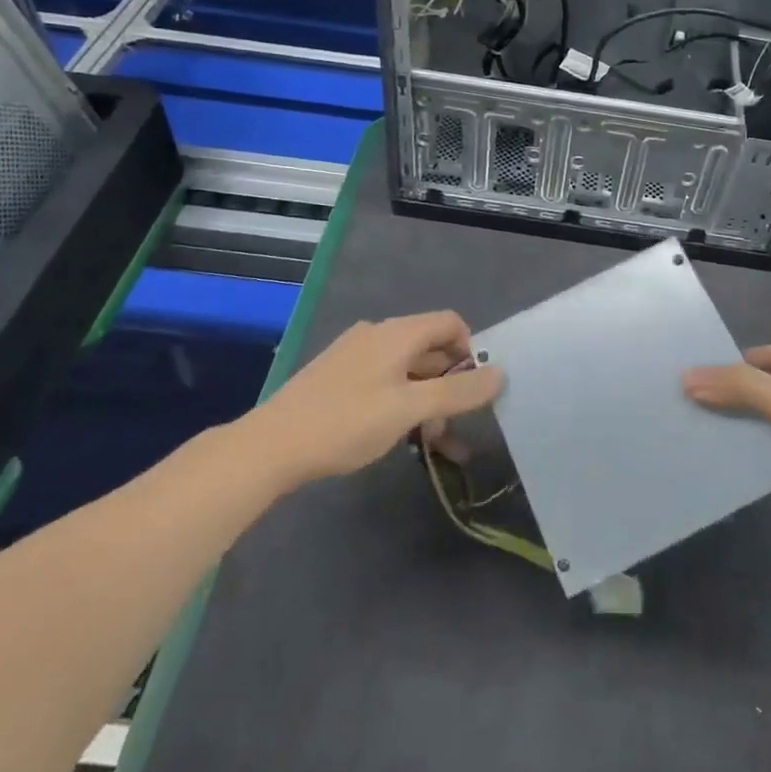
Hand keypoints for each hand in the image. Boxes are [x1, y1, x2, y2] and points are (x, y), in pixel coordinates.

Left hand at [242, 312, 503, 488]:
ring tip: (438, 448)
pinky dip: (403, 407)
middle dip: (451, 387)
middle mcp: (379, 335)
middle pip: (431, 350)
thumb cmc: (347, 422)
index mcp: (398, 333)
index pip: (451, 323)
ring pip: (408, 373)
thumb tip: (500, 373)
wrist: (270, 446)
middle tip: (459, 428)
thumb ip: (458, 392)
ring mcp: (355, 357)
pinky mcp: (338, 379)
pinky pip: (385, 384)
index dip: (471, 351)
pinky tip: (403, 440)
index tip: (475, 390)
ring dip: (429, 404)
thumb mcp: (410, 409)